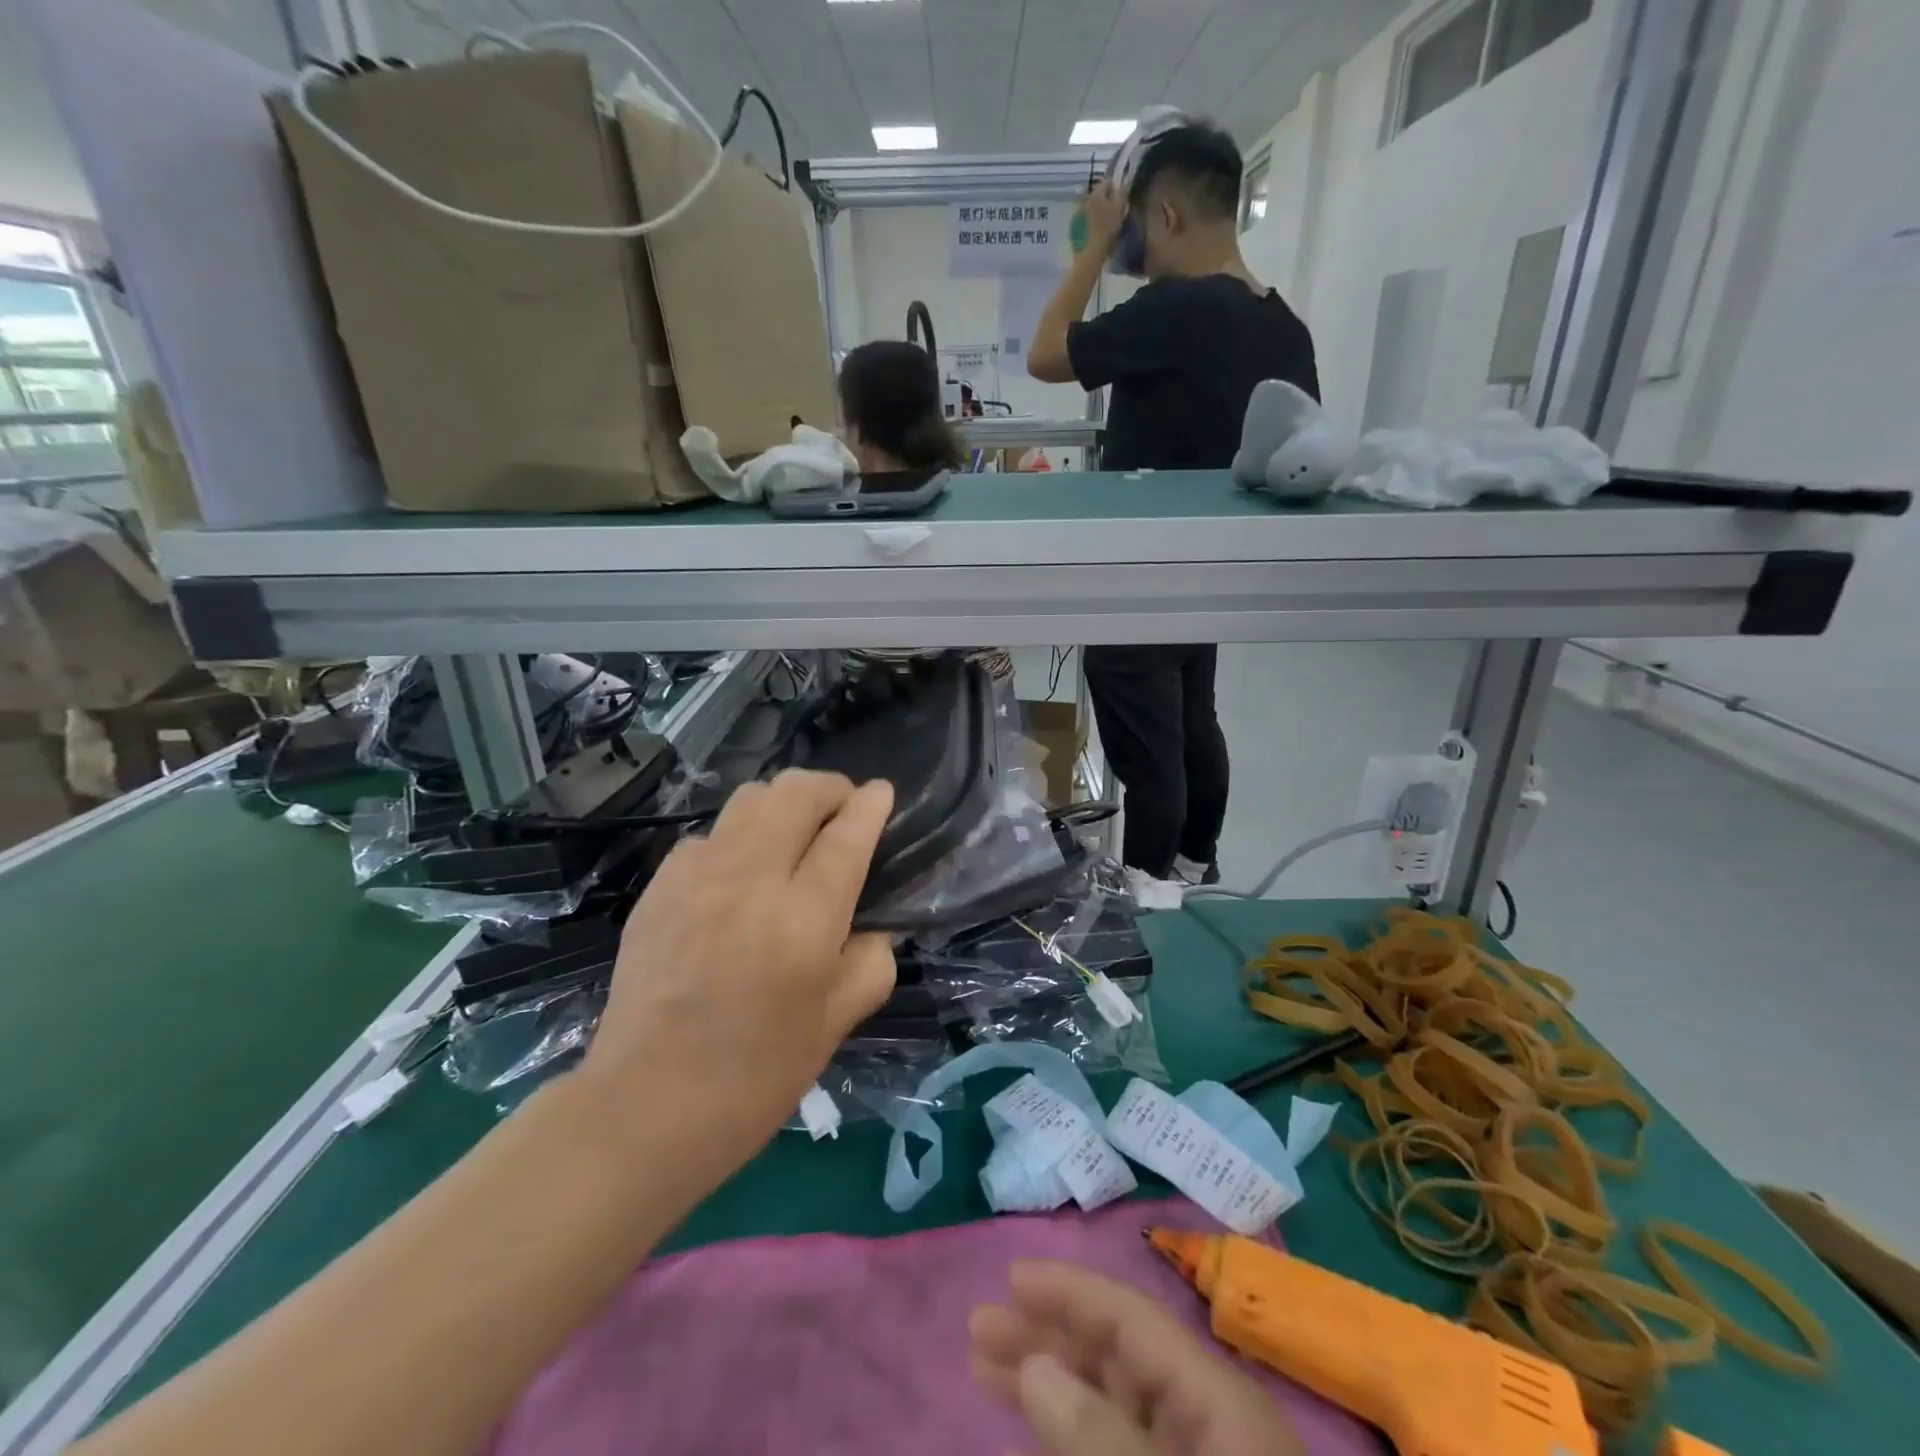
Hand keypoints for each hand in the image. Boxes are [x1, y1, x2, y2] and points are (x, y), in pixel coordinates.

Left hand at [581, 770, 896, 1164]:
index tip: (882, 793)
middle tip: (843, 810)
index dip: (871, 804)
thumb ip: (871, 961)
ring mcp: (696, 878)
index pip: (847, 834)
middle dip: (830, 787)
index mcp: (803, 920)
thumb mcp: (837, 1024)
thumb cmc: (756, 1076)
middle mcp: (750, 881)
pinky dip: (738, 838)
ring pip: (749, 799)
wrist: (645, 1107)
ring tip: (795, 832)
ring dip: (784, 803)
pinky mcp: (659, 887)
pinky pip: (710, 835)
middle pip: (795, 793)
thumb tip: (871, 925)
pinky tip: (740, 876)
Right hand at [971, 1262, 1306, 1455]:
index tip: (1011, 1279)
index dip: (1070, 1292)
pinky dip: (1068, 1439)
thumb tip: (1037, 1367)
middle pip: (1113, 1357)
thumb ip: (1100, 1442)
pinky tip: (1034, 1432)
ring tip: (987, 1369)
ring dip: (1048, 1384)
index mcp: (1218, 1405)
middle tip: (980, 1329)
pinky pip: (1111, 1451)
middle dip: (1047, 1335)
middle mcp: (1206, 1426)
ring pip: (1107, 1405)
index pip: (1132, 1321)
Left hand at [1080, 180, 1127, 252]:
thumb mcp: (1120, 208)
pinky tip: (1094, 231)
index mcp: (1097, 192)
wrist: (1090, 253)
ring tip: (1103, 222)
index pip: (1108, 182)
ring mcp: (1078, 212)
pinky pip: (1084, 218)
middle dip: (1105, 199)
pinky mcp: (1074, 226)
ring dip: (1096, 210)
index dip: (1115, 189)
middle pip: (1098, 194)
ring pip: (1090, 206)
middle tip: (1112, 212)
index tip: (1120, 200)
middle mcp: (1085, 198)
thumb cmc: (1107, 230)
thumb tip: (1123, 183)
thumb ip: (1122, 192)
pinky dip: (1090, 221)